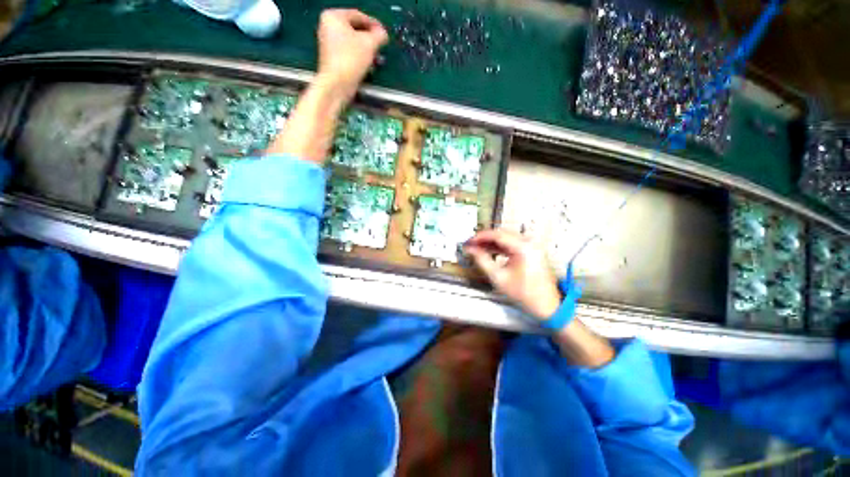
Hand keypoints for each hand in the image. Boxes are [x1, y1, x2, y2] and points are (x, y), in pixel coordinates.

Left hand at [316, 9, 388, 98]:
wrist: (336, 85)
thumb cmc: (351, 59)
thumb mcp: (370, 44)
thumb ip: (379, 35)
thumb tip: (383, 34)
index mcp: (333, 16)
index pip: (358, 16)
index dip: (374, 24)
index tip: (384, 34)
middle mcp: (327, 27)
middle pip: (355, 30)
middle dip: (370, 40)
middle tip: (381, 47)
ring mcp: (328, 44)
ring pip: (353, 43)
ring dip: (367, 51)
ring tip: (377, 59)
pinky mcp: (332, 59)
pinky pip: (349, 54)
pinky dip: (359, 58)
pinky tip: (369, 67)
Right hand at [464, 229, 561, 319]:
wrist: (547, 306)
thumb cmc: (524, 294)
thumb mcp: (498, 278)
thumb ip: (482, 261)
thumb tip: (471, 250)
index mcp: (523, 248)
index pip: (497, 235)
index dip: (480, 236)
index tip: (469, 241)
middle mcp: (529, 243)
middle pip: (502, 233)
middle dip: (485, 238)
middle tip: (471, 244)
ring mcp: (532, 246)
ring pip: (506, 238)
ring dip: (491, 242)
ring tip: (477, 247)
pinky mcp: (532, 251)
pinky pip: (512, 243)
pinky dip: (500, 246)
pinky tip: (489, 250)